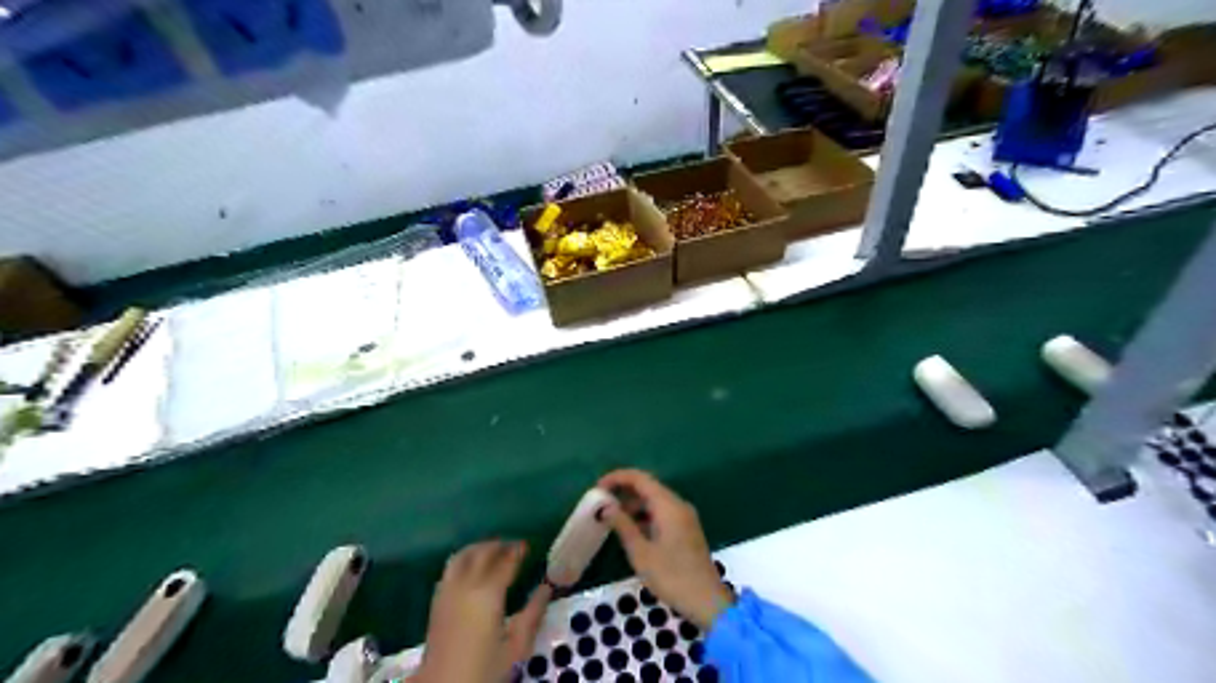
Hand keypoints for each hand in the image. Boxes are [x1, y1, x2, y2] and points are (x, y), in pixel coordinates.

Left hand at [418, 540, 550, 679]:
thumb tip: (547, 588)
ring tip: (493, 551)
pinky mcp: (436, 601)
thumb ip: (533, 614)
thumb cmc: (483, 670)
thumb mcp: (516, 648)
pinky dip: (464, 559)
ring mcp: (448, 591)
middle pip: (482, 552)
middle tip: (513, 546)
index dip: (517, 551)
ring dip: (479, 548)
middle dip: (499, 545)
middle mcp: (466, 585)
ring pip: (463, 555)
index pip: (505, 561)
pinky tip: (472, 568)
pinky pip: (451, 568)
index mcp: (488, 593)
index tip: (527, 545)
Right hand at [598, 470, 731, 629]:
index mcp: (668, 505)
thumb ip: (623, 526)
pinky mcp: (686, 530)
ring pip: (655, 501)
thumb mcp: (641, 553)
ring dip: (633, 506)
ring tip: (611, 519)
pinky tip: (630, 531)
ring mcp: (684, 517)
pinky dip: (644, 516)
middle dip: (623, 492)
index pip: (640, 478)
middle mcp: (678, 505)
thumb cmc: (672, 577)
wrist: (707, 602)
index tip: (597, 488)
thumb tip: (606, 508)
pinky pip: (662, 513)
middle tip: (601, 504)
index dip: (617, 478)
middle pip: (648, 487)